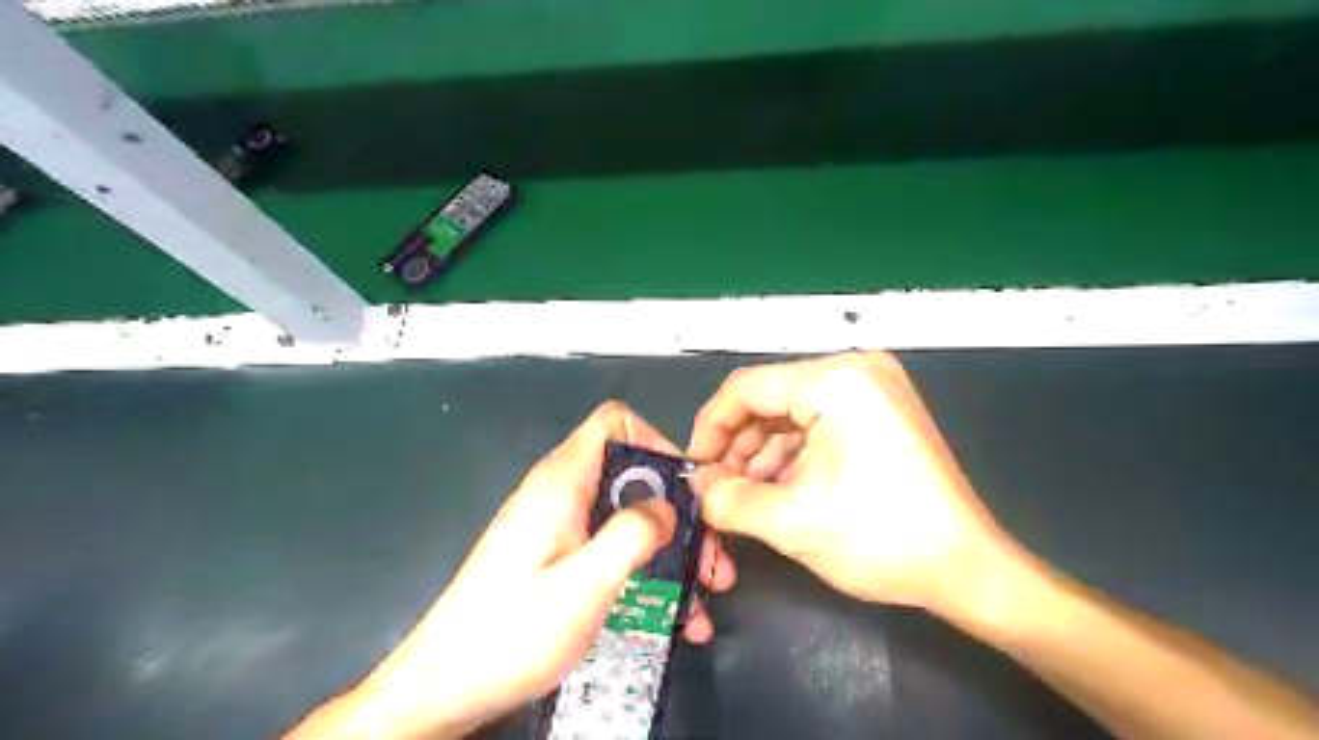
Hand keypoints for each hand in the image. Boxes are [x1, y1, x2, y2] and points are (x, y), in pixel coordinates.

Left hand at [307, 402, 736, 738]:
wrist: (445, 687)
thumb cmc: (514, 631)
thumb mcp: (585, 583)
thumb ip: (632, 534)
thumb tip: (667, 505)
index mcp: (563, 482)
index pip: (615, 423)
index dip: (656, 442)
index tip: (686, 489)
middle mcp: (560, 493)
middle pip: (630, 473)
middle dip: (676, 511)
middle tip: (708, 556)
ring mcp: (558, 526)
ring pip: (626, 515)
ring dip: (668, 548)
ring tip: (702, 591)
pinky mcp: (556, 556)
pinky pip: (610, 547)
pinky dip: (644, 570)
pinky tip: (673, 614)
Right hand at [692, 353, 1018, 616]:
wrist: (967, 569)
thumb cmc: (880, 537)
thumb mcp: (790, 521)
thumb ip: (727, 500)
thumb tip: (698, 488)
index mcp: (835, 380)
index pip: (746, 389)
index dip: (710, 429)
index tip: (693, 468)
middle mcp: (854, 370)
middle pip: (769, 401)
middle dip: (737, 448)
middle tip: (716, 490)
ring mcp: (872, 390)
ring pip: (791, 415)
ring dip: (761, 456)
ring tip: (743, 497)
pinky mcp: (880, 413)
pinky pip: (817, 426)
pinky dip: (791, 457)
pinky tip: (776, 491)